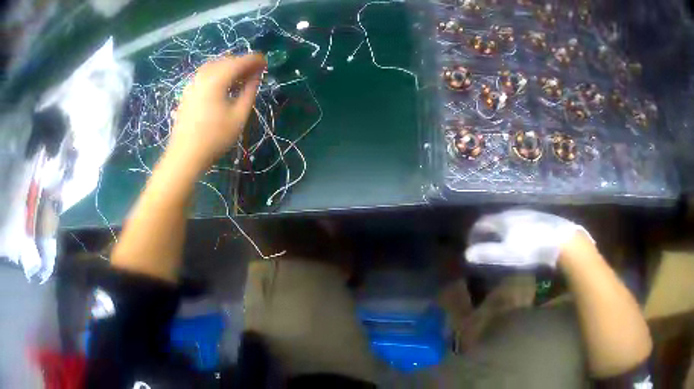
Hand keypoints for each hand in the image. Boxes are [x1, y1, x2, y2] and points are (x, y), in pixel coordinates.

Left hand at [167, 54, 266, 170]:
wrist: (185, 155)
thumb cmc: (215, 138)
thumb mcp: (239, 116)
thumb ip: (249, 92)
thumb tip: (256, 76)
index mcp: (217, 79)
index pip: (240, 61)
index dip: (254, 60)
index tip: (266, 62)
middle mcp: (203, 76)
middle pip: (226, 60)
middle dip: (242, 62)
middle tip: (256, 71)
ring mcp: (193, 83)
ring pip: (214, 66)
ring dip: (229, 67)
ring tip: (241, 78)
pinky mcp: (187, 92)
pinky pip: (205, 74)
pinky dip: (218, 74)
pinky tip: (223, 85)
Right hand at [464, 209, 592, 267]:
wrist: (561, 241)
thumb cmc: (531, 248)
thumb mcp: (506, 254)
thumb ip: (486, 253)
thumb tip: (467, 254)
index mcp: (503, 219)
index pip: (482, 223)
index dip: (474, 233)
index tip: (471, 244)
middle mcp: (514, 212)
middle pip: (496, 219)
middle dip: (488, 231)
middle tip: (485, 244)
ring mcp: (529, 212)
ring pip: (510, 219)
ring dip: (502, 229)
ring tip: (502, 242)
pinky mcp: (541, 216)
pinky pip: (522, 221)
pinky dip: (515, 229)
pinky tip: (522, 238)